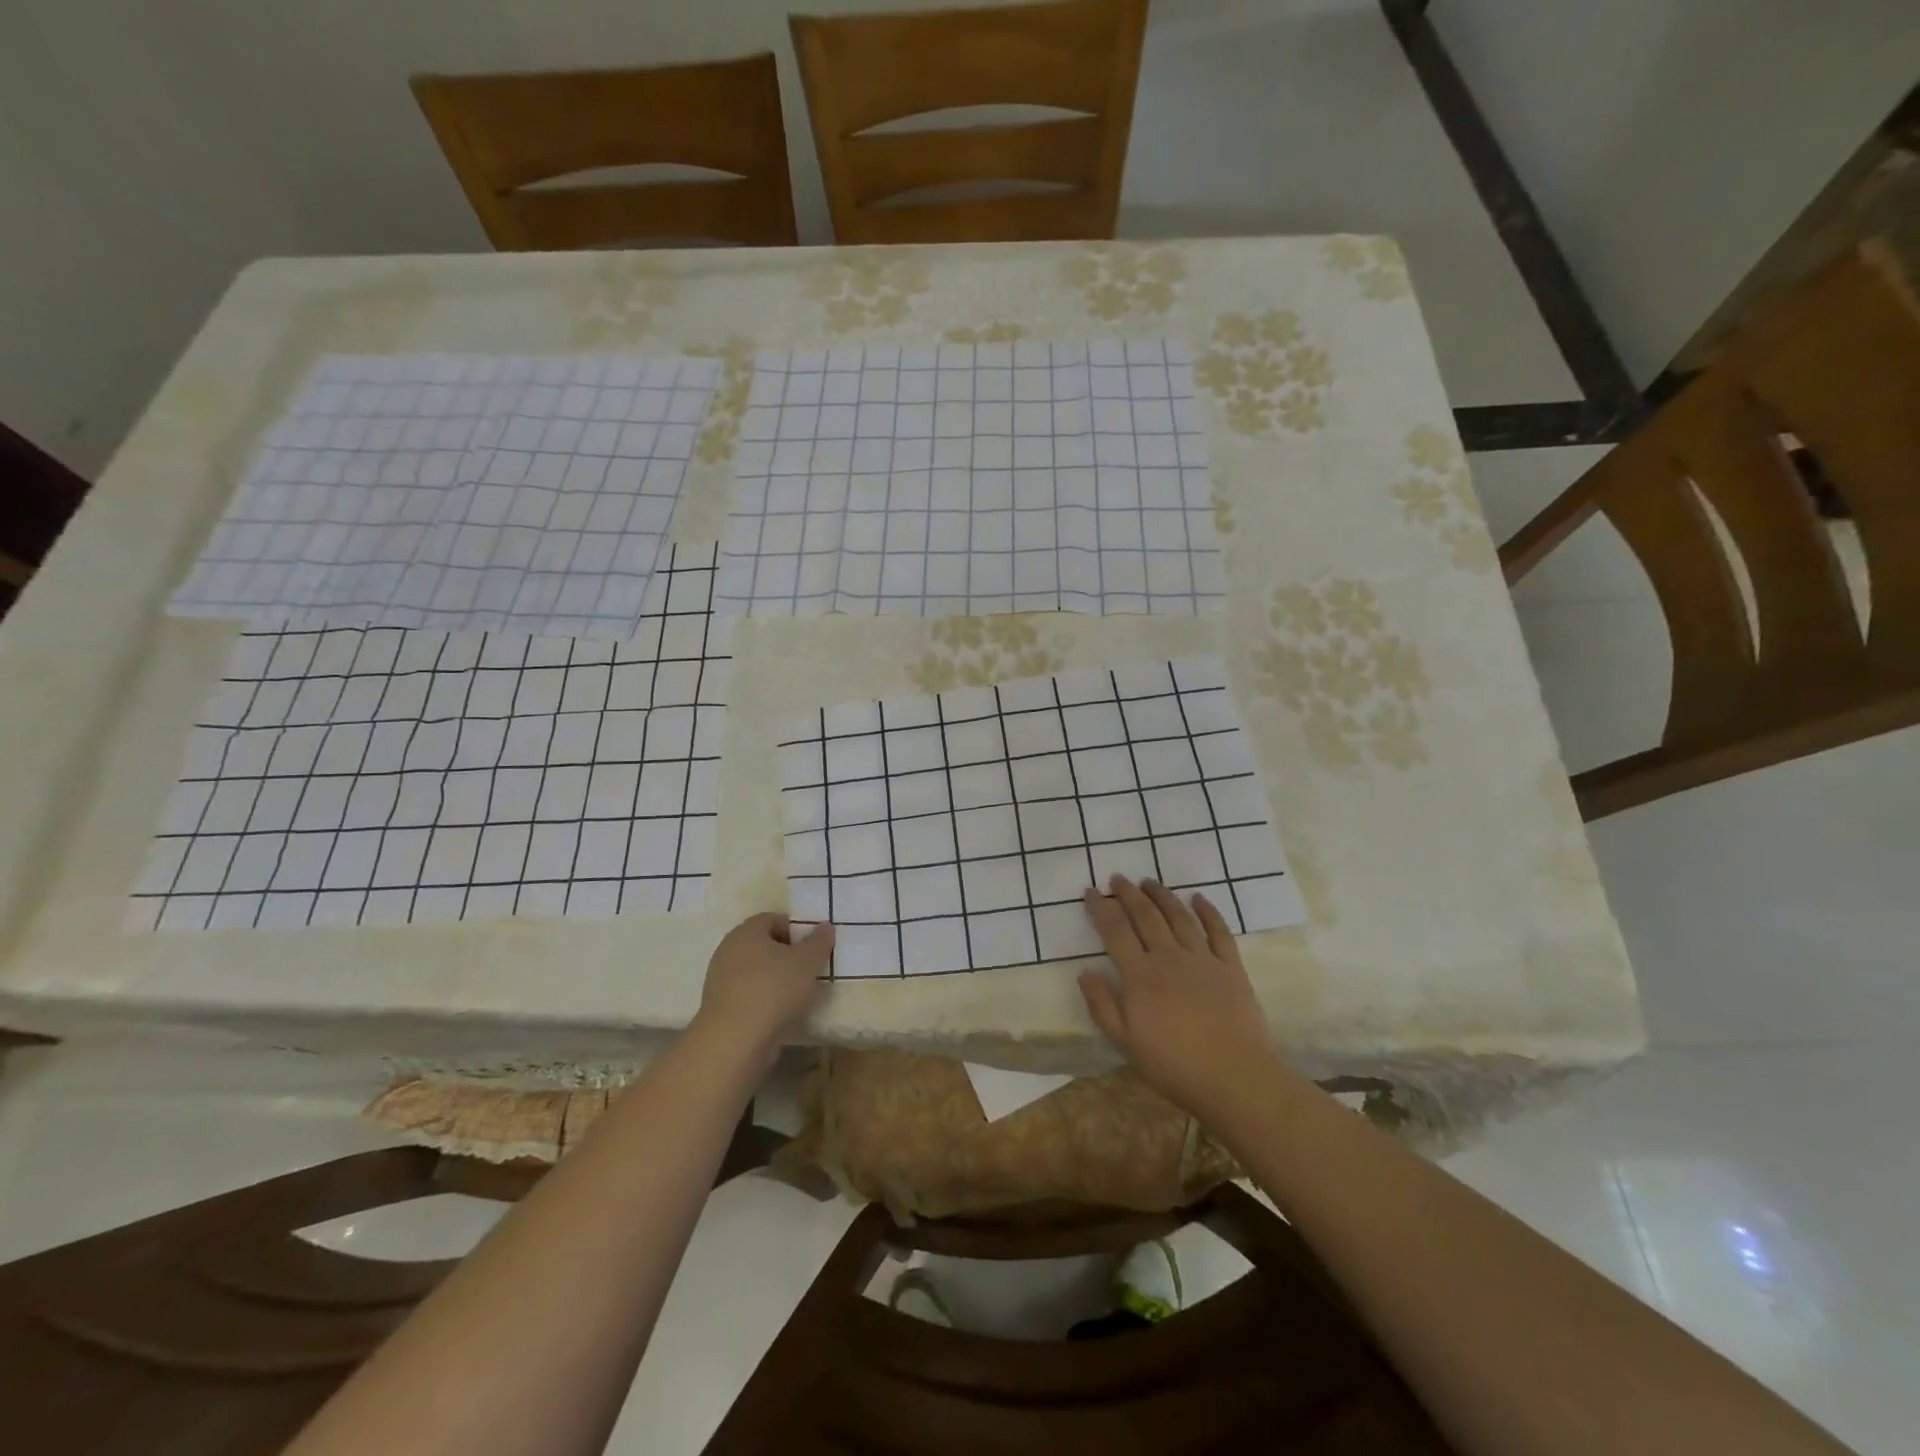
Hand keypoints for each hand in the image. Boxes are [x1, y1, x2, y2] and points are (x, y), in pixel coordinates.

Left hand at [693, 913, 832, 1069]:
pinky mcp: (719, 1008)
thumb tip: (825, 926)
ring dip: (775, 979)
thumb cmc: (774, 989)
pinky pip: (747, 994)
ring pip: (754, 971)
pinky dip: (763, 999)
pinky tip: (779, 1013)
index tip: (812, 948)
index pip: (773, 919)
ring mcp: (720, 980)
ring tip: (797, 995)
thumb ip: (819, 941)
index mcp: (747, 931)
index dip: (795, 929)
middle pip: (762, 944)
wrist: (735, 1041)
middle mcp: (728, 950)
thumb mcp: (808, 962)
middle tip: (808, 969)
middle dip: (786, 954)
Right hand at [1079, 876, 1276, 1119]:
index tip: (1090, 892)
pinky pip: (1218, 931)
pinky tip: (1198, 898)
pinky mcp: (1231, 967)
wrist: (1236, 1078)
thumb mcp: (1126, 1043)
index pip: (1115, 932)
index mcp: (1140, 976)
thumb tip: (1085, 972)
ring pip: (1179, 916)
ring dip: (1162, 895)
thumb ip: (1102, 1006)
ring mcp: (1202, 959)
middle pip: (1145, 916)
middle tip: (1118, 878)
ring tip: (1150, 882)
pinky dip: (1208, 911)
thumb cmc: (1174, 1066)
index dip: (1101, 909)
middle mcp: (1169, 958)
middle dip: (1129, 894)